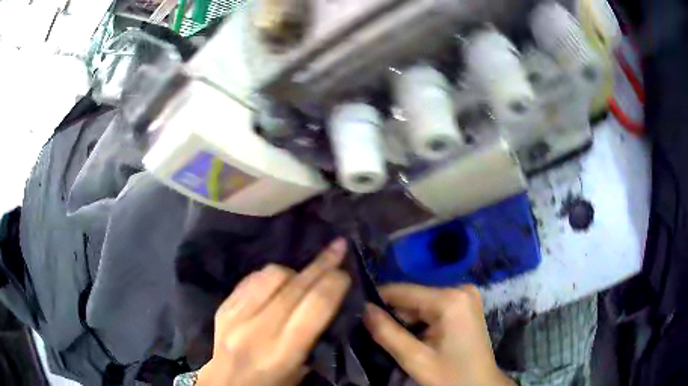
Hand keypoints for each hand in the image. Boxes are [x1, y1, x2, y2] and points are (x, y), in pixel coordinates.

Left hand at [197, 239, 350, 385]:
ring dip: (294, 272)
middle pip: (296, 285)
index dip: (334, 283)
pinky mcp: (223, 308)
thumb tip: (328, 300)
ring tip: (302, 279)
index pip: (315, 306)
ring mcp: (235, 316)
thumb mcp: (301, 371)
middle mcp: (257, 330)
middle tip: (337, 248)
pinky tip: (277, 283)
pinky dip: (269, 277)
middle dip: (322, 264)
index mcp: (283, 352)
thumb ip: (314, 336)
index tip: (345, 271)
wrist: (226, 385)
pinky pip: (251, 279)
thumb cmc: (271, 384)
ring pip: (271, 275)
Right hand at [364, 284, 514, 385]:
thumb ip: (387, 333)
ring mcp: (465, 295)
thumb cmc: (450, 376)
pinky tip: (417, 338)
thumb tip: (364, 309)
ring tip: (398, 340)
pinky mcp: (465, 304)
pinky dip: (421, 321)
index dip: (377, 302)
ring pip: (421, 302)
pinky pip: (433, 307)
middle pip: (413, 297)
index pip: (401, 291)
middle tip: (380, 336)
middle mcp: (459, 289)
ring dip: (407, 320)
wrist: (480, 385)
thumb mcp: (415, 359)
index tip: (360, 316)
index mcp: (449, 299)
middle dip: (394, 315)